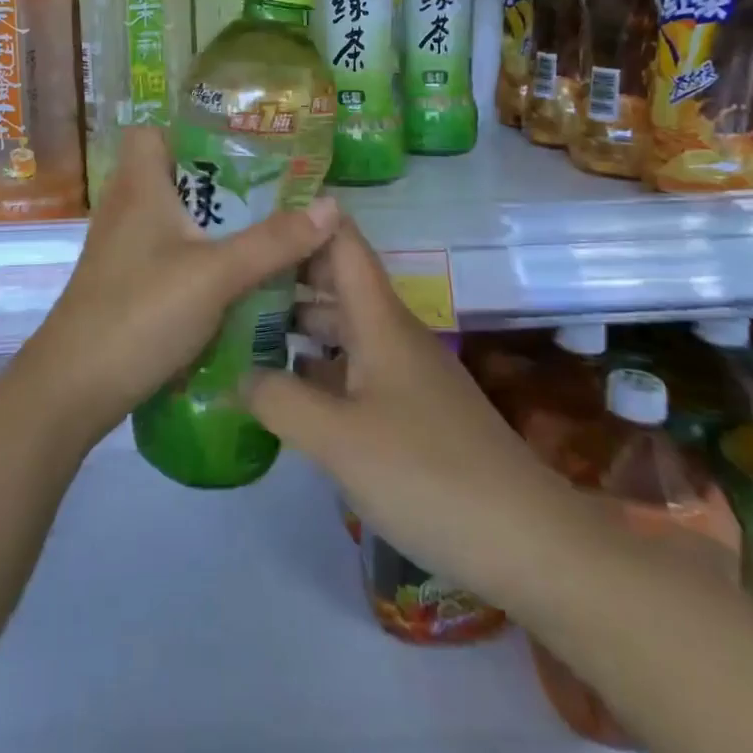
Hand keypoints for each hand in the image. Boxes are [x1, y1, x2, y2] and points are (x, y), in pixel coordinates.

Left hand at [18, 125, 340, 444]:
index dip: (190, 131)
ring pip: (172, 216)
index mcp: (138, 185)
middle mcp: (124, 207)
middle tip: (270, 192)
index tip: (240, 147)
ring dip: (211, 223)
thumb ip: (274, 241)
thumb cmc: (141, 313)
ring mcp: (120, 247)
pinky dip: (196, 255)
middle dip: (219, 181)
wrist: (74, 389)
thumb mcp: (217, 274)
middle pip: (171, 174)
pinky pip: (166, 251)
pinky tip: (231, 277)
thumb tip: (331, 205)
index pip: (152, 131)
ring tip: (261, 231)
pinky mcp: (123, 281)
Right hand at [243, 218, 571, 613]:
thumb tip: (239, 374)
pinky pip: (353, 369)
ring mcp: (404, 373)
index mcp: (379, 319)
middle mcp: (392, 333)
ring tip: (241, 328)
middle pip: (336, 282)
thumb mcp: (338, 438)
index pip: (341, 241)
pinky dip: (318, 368)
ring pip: (343, 328)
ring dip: (297, 324)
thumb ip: (280, 399)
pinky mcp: (410, 411)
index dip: (304, 217)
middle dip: (286, 275)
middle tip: (228, 278)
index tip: (254, 212)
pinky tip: (287, 390)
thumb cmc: (426, 472)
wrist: (524, 540)